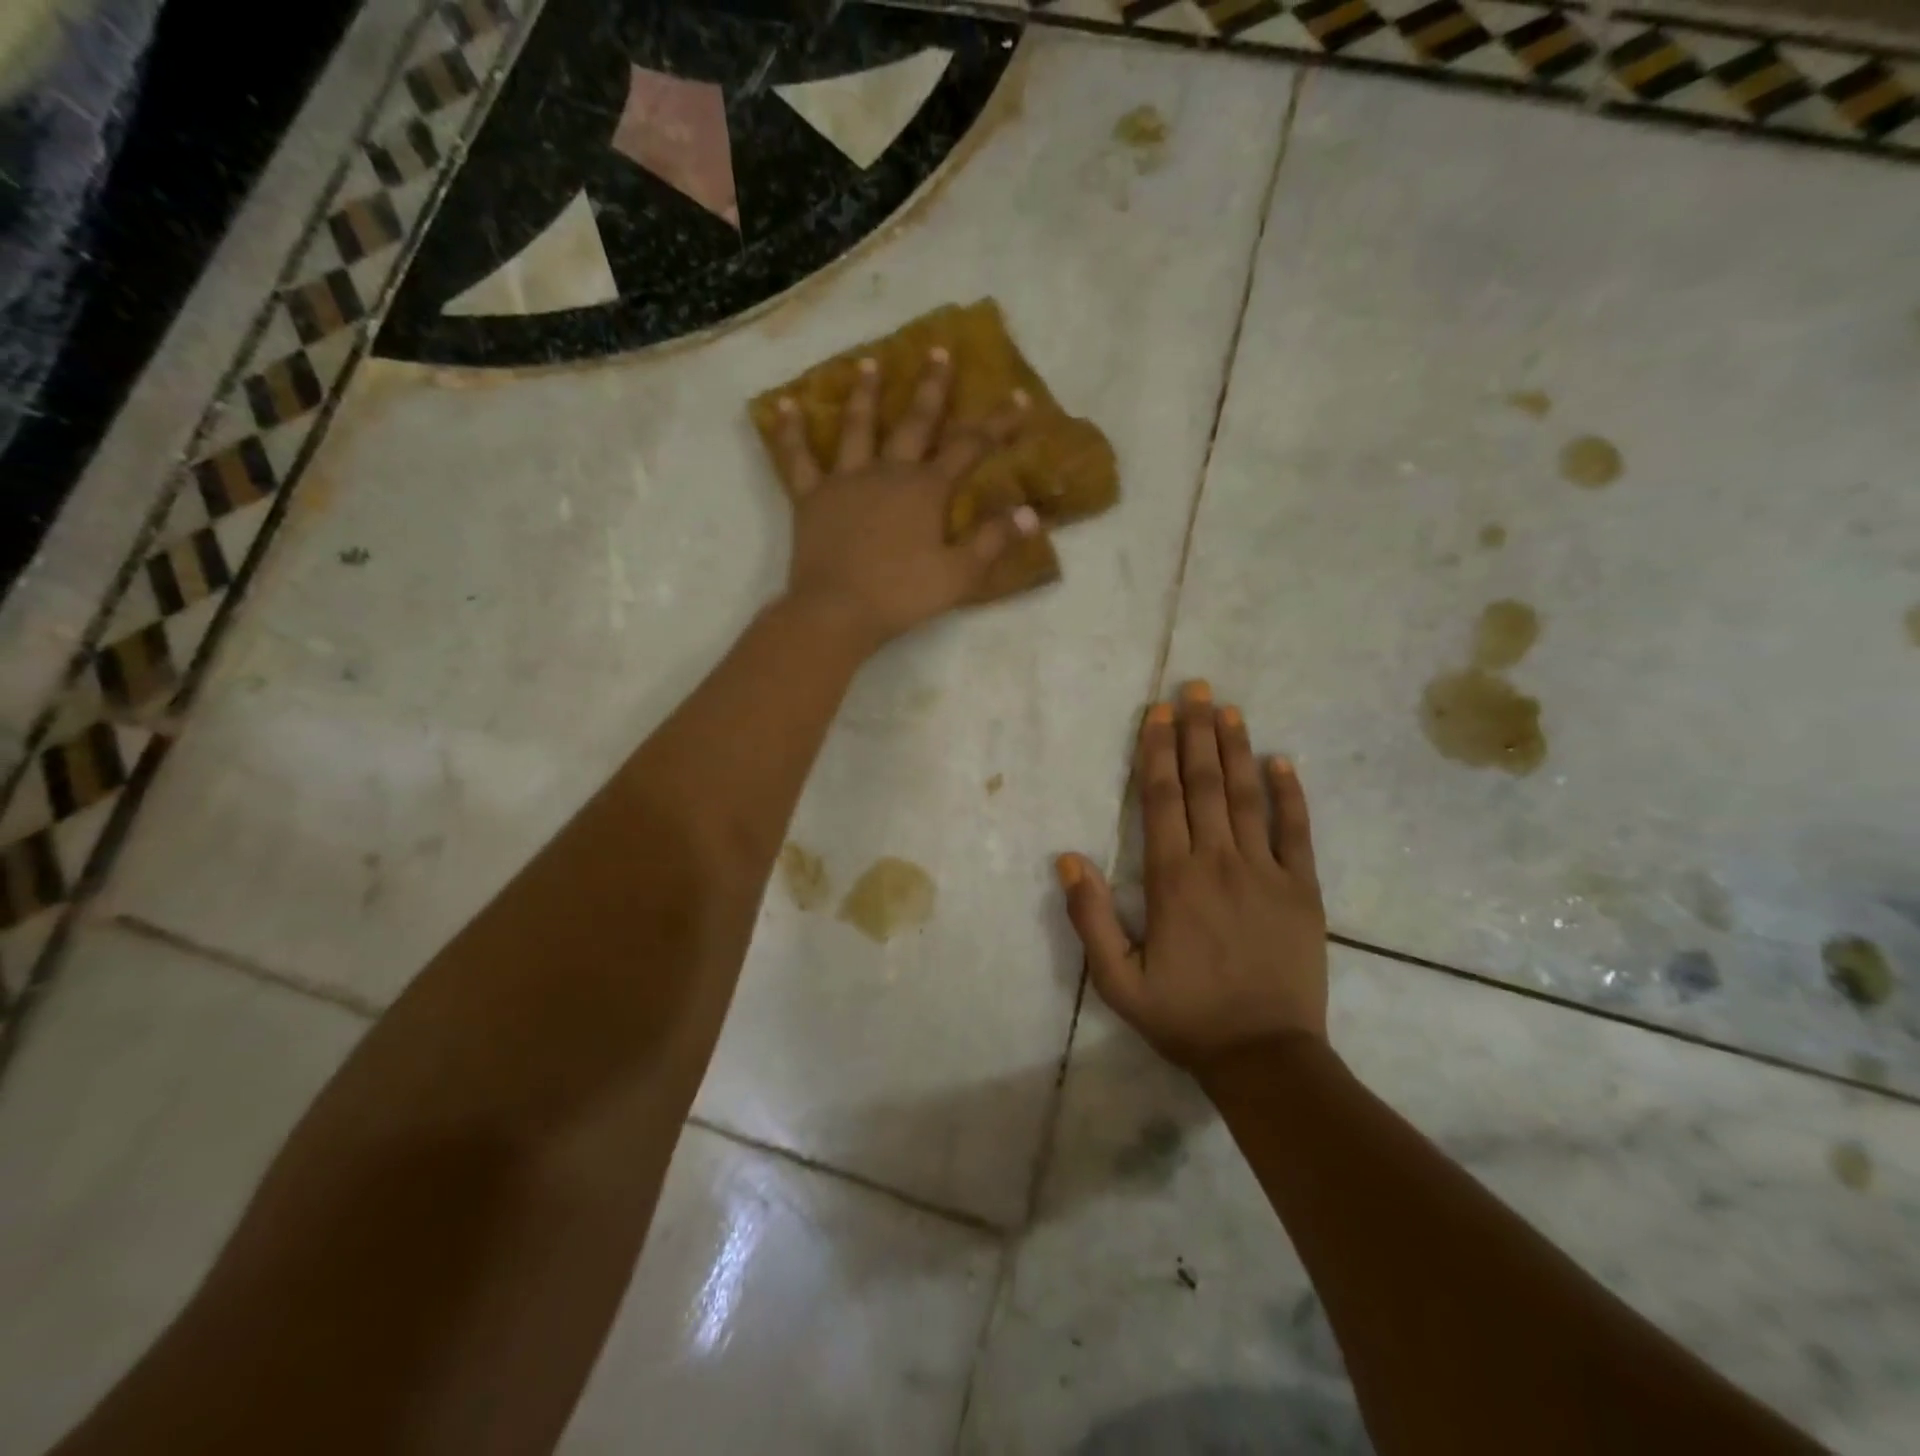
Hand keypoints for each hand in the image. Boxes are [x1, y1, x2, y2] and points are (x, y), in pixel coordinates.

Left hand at [771, 349, 1039, 652]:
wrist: (838, 610)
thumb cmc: (902, 596)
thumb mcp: (959, 575)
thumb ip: (992, 540)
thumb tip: (1029, 511)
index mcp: (926, 490)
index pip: (969, 448)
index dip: (996, 424)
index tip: (1017, 398)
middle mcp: (888, 472)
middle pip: (915, 422)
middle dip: (932, 387)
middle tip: (939, 351)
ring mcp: (846, 480)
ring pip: (857, 427)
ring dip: (866, 393)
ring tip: (870, 362)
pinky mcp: (811, 497)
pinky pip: (798, 458)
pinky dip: (791, 431)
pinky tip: (786, 404)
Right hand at [1055, 682, 1328, 1070]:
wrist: (1265, 1057)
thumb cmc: (1185, 1017)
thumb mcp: (1118, 981)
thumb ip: (1090, 919)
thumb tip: (1067, 859)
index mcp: (1172, 880)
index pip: (1161, 799)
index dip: (1158, 751)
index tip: (1158, 713)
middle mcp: (1219, 862)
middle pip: (1204, 784)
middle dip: (1198, 732)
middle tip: (1195, 688)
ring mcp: (1266, 872)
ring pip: (1247, 797)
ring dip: (1236, 749)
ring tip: (1229, 708)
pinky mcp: (1302, 890)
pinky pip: (1296, 831)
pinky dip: (1290, 793)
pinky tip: (1282, 761)